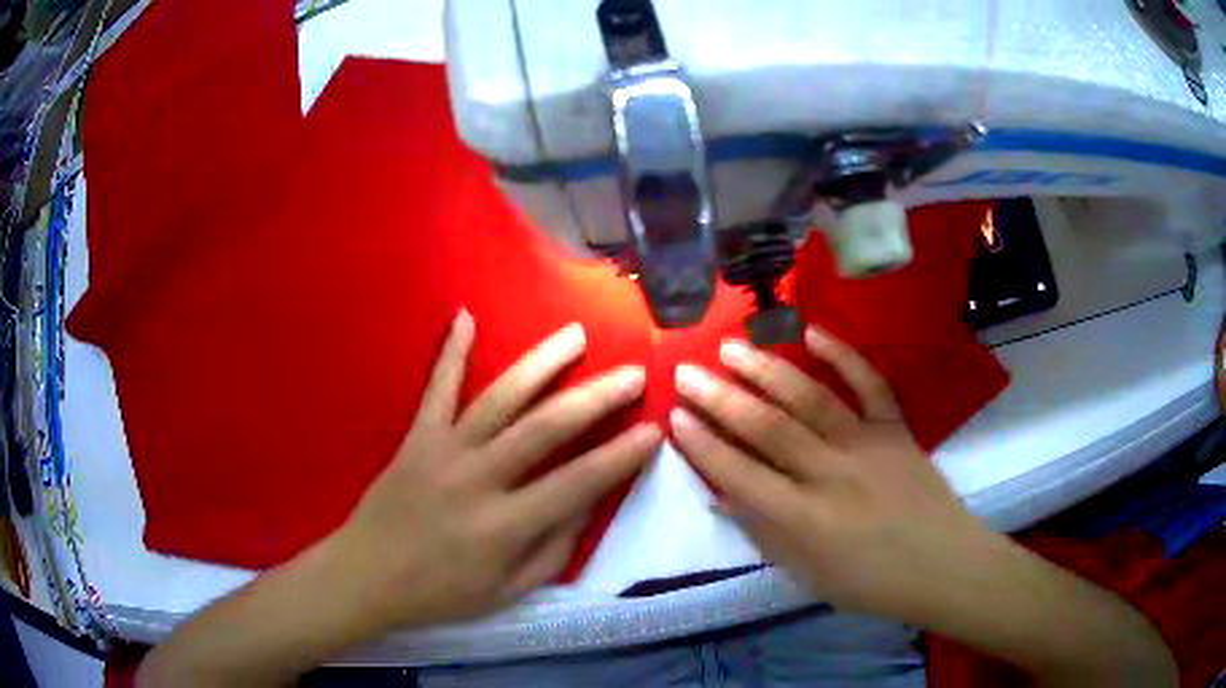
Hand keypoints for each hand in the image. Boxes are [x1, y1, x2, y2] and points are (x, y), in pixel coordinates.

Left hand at [328, 311, 660, 630]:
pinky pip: (436, 389)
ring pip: (500, 398)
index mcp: (505, 526)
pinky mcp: (416, 437)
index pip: (578, 483)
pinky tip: (465, 316)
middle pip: (546, 429)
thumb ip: (553, 549)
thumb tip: (588, 503)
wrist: (367, 575)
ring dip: (541, 364)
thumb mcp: (508, 592)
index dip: (621, 457)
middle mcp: (479, 479)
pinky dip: (451, 352)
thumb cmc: (441, 593)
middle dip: (596, 399)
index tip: (653, 430)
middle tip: (632, 374)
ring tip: (575, 335)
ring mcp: (443, 451)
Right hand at [669, 327, 1176, 683]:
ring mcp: (868, 445)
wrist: (942, 565)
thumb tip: (723, 496)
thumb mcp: (808, 575)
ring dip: (767, 370)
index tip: (675, 417)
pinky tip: (814, 332)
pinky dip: (844, 355)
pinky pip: (870, 384)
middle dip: (721, 399)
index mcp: (806, 520)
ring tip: (732, 347)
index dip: (704, 445)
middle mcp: (832, 475)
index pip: (741, 475)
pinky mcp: (896, 429)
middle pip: (768, 429)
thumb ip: (764, 534)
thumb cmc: (871, 583)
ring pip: (810, 400)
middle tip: (687, 371)